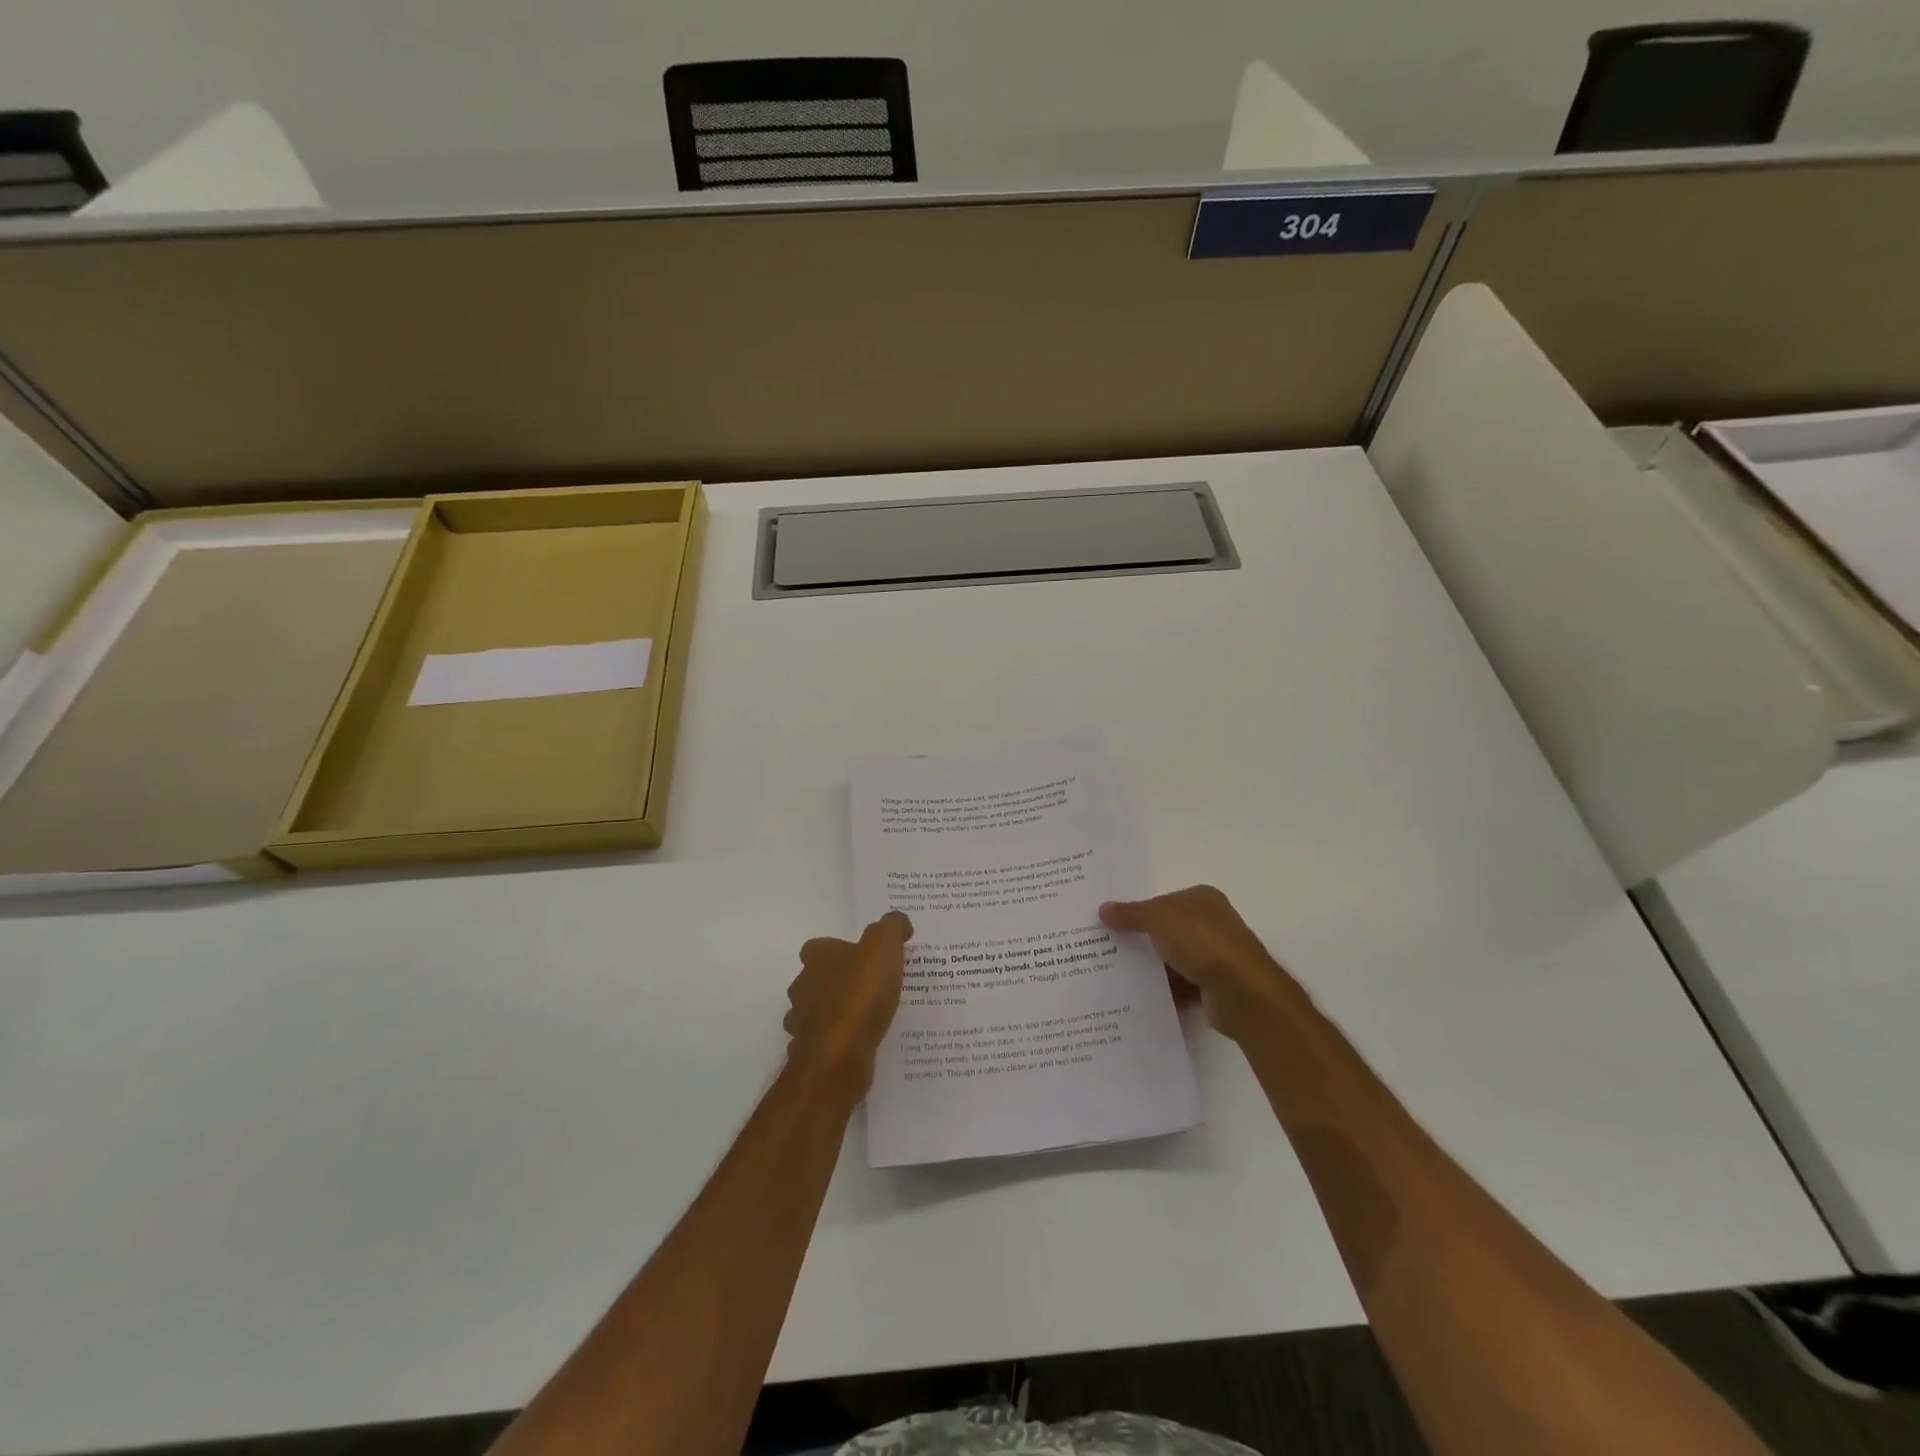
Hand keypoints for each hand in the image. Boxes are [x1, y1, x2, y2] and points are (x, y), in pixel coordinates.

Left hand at [784, 911, 912, 1094]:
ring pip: (816, 1011)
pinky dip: (837, 1040)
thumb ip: (892, 927)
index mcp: (817, 958)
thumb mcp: (884, 947)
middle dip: (836, 981)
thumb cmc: (860, 994)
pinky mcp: (810, 1052)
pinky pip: (824, 1041)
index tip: (863, 957)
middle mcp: (802, 986)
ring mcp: (802, 1022)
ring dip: (834, 1012)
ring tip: (866, 1016)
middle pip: (815, 978)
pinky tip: (859, 1042)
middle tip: (869, 986)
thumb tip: (898, 921)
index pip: (819, 946)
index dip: (839, 949)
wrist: (839, 1055)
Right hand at [1100, 885, 1303, 1042]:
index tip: (1111, 922)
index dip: (1139, 910)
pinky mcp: (1215, 986)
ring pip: (1173, 959)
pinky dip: (1164, 990)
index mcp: (1202, 899)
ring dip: (1152, 967)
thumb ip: (1130, 914)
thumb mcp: (1158, 917)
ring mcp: (1216, 956)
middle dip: (1142, 939)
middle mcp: (1212, 924)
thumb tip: (1103, 909)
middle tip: (1107, 948)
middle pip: (1168, 930)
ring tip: (1116, 974)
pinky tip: (1139, 996)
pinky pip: (1181, 986)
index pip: (1164, 901)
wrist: (1241, 992)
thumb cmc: (1201, 941)